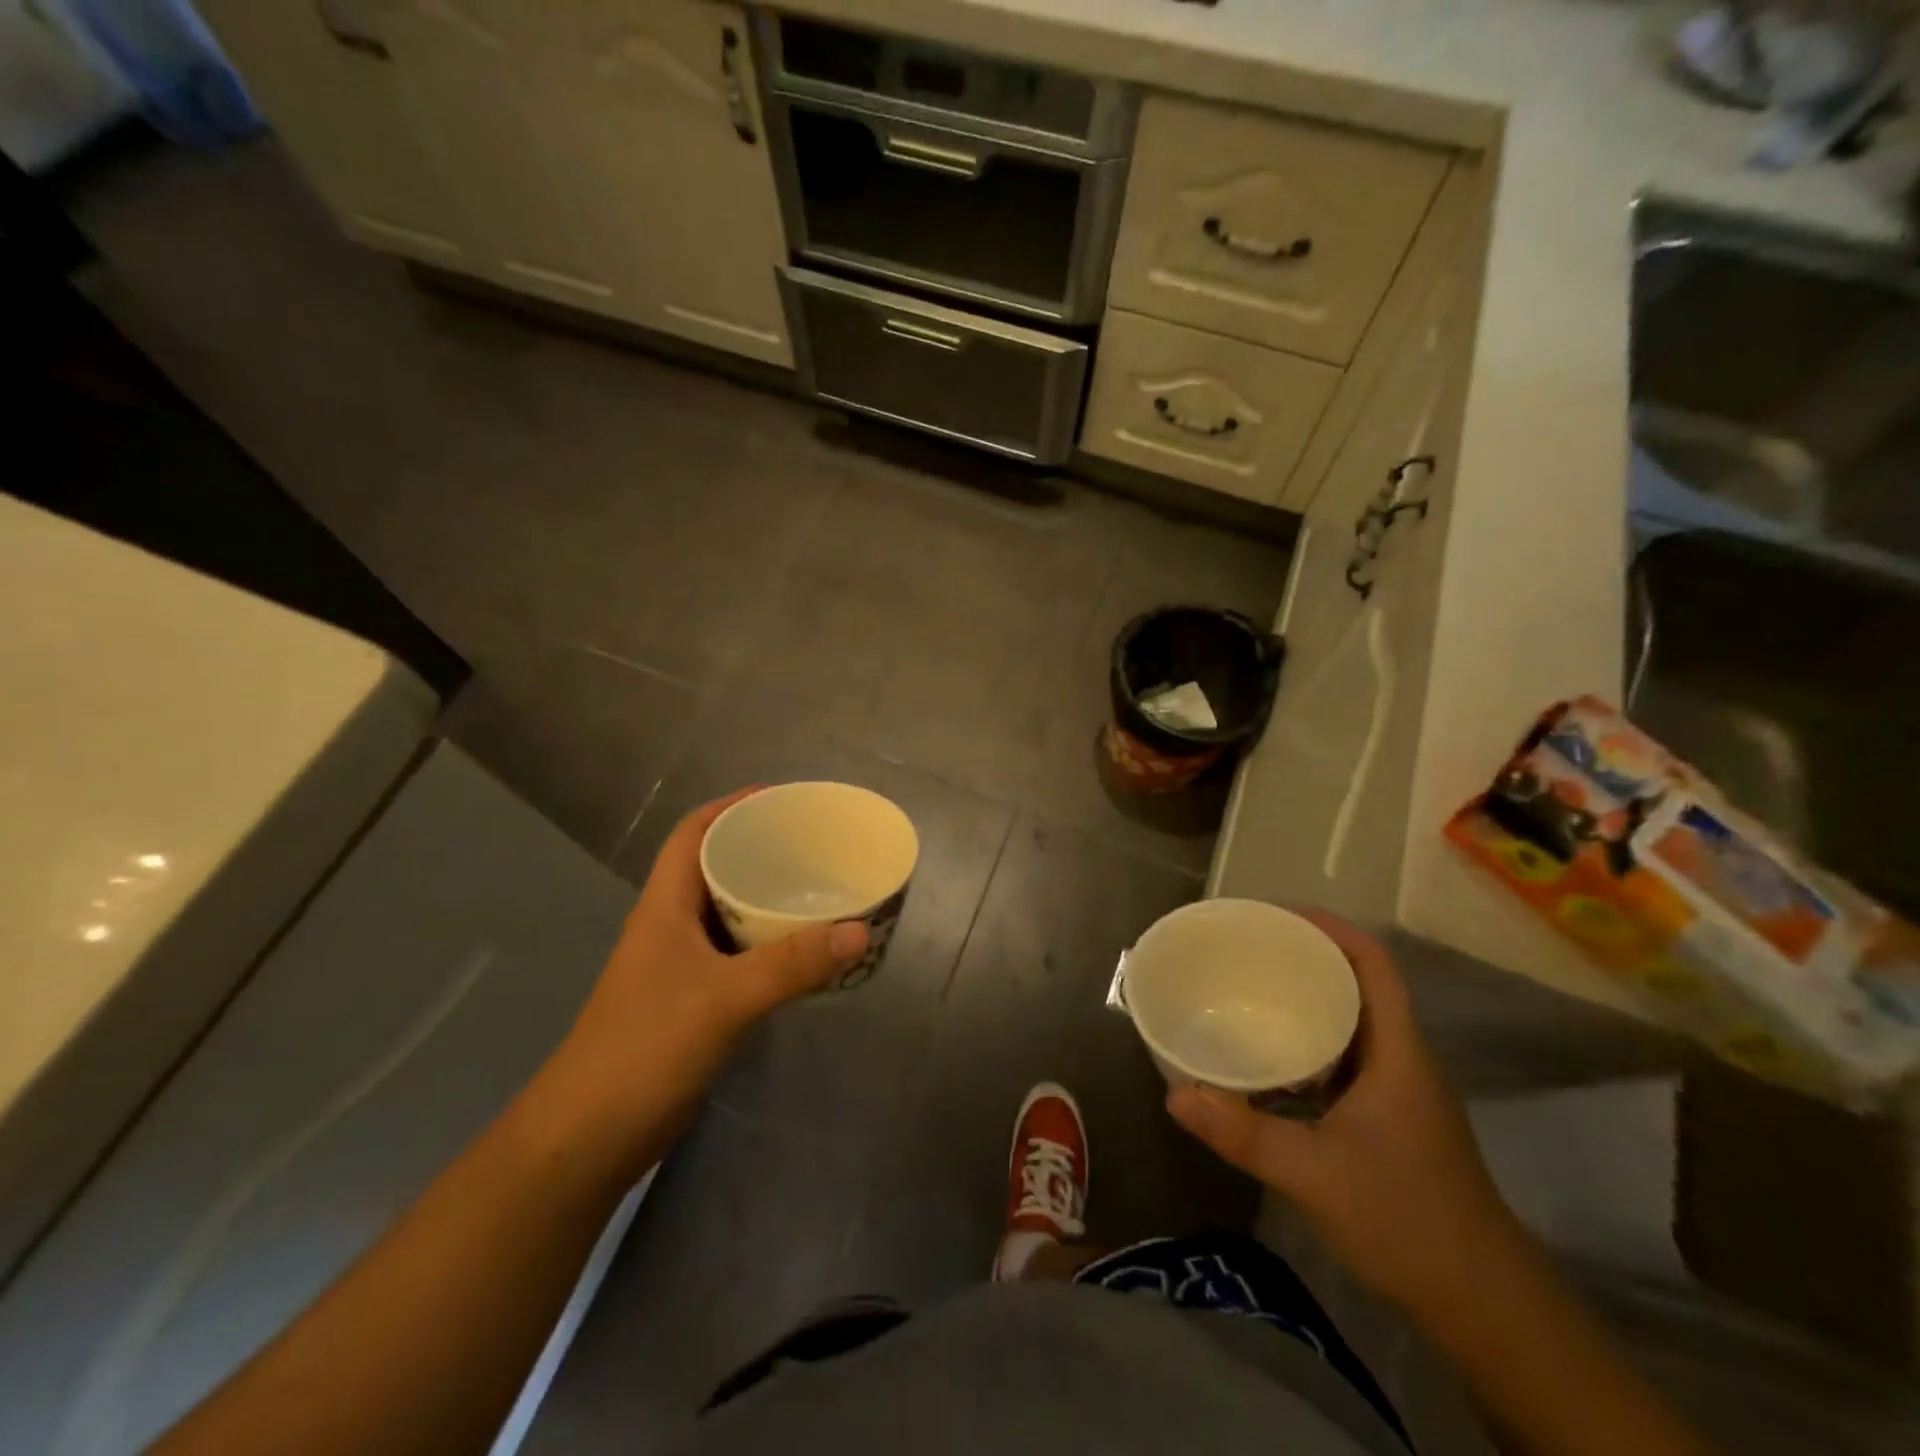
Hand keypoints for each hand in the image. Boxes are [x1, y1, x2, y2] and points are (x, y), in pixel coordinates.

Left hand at [539, 788, 869, 1170]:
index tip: (780, 798)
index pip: (693, 833)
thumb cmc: (645, 1048)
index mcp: (665, 906)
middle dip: (761, 850)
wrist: (587, 1138)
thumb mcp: (724, 998)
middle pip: (715, 868)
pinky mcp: (692, 1002)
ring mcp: (679, 966)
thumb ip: (793, 965)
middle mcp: (671, 926)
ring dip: (768, 900)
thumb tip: (859, 930)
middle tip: (815, 845)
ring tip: (820, 890)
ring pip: (729, 915)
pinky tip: (804, 953)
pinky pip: (738, 956)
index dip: (731, 806)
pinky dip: (769, 946)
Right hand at [1167, 910, 1519, 1321]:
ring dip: (1309, 998)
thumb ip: (1243, 1133)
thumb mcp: (1315, 1175)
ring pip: (1352, 1021)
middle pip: (1359, 983)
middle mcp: (1401, 1058)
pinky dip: (1310, 1041)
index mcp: (1397, 1052)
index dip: (1330, 928)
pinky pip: (1345, 1056)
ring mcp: (1399, 1090)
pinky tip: (1272, 1057)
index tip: (1276, 914)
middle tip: (1248, 948)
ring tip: (1252, 989)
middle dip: (1308, 956)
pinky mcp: (1389, 1117)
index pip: (1373, 964)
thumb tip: (1174, 1094)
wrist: (1483, 1305)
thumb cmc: (1407, 1221)